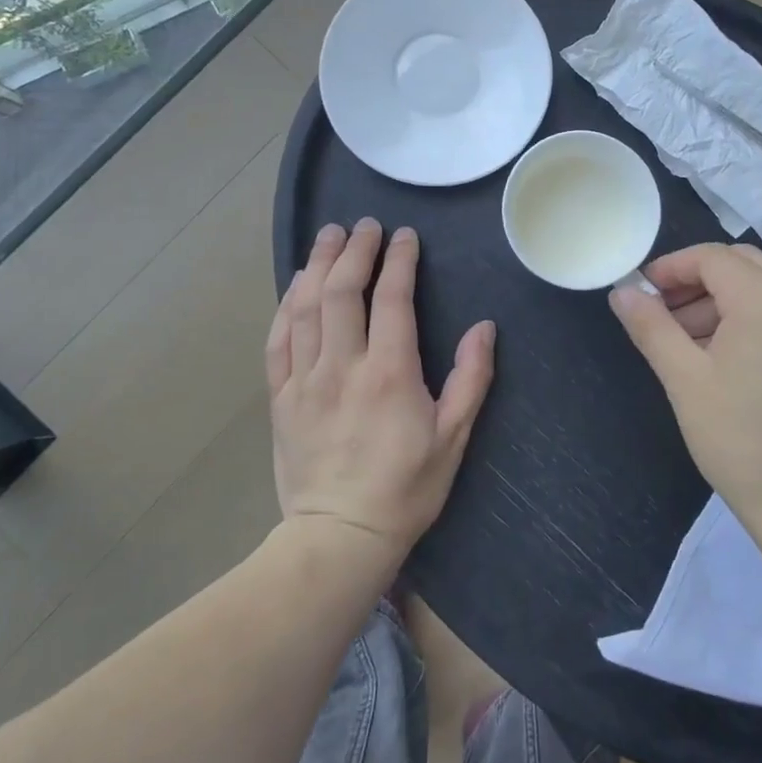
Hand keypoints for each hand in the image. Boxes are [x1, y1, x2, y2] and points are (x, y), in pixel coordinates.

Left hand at [266, 218, 495, 558]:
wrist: (338, 537)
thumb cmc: (406, 488)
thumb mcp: (453, 438)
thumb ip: (470, 378)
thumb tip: (484, 327)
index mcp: (389, 373)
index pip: (392, 299)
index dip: (399, 260)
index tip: (404, 236)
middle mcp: (342, 366)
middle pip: (342, 292)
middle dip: (354, 251)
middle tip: (363, 225)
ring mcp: (304, 381)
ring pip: (305, 308)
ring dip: (317, 266)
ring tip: (328, 237)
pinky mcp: (280, 398)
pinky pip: (277, 341)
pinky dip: (286, 307)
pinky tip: (296, 287)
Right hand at [610, 243, 761, 542]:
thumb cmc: (741, 441)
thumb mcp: (684, 379)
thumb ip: (651, 326)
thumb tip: (621, 292)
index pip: (712, 258)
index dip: (670, 268)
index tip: (639, 292)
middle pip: (738, 263)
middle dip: (693, 280)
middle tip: (658, 312)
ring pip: (759, 284)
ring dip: (717, 298)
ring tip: (680, 339)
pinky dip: (743, 315)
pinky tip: (716, 352)